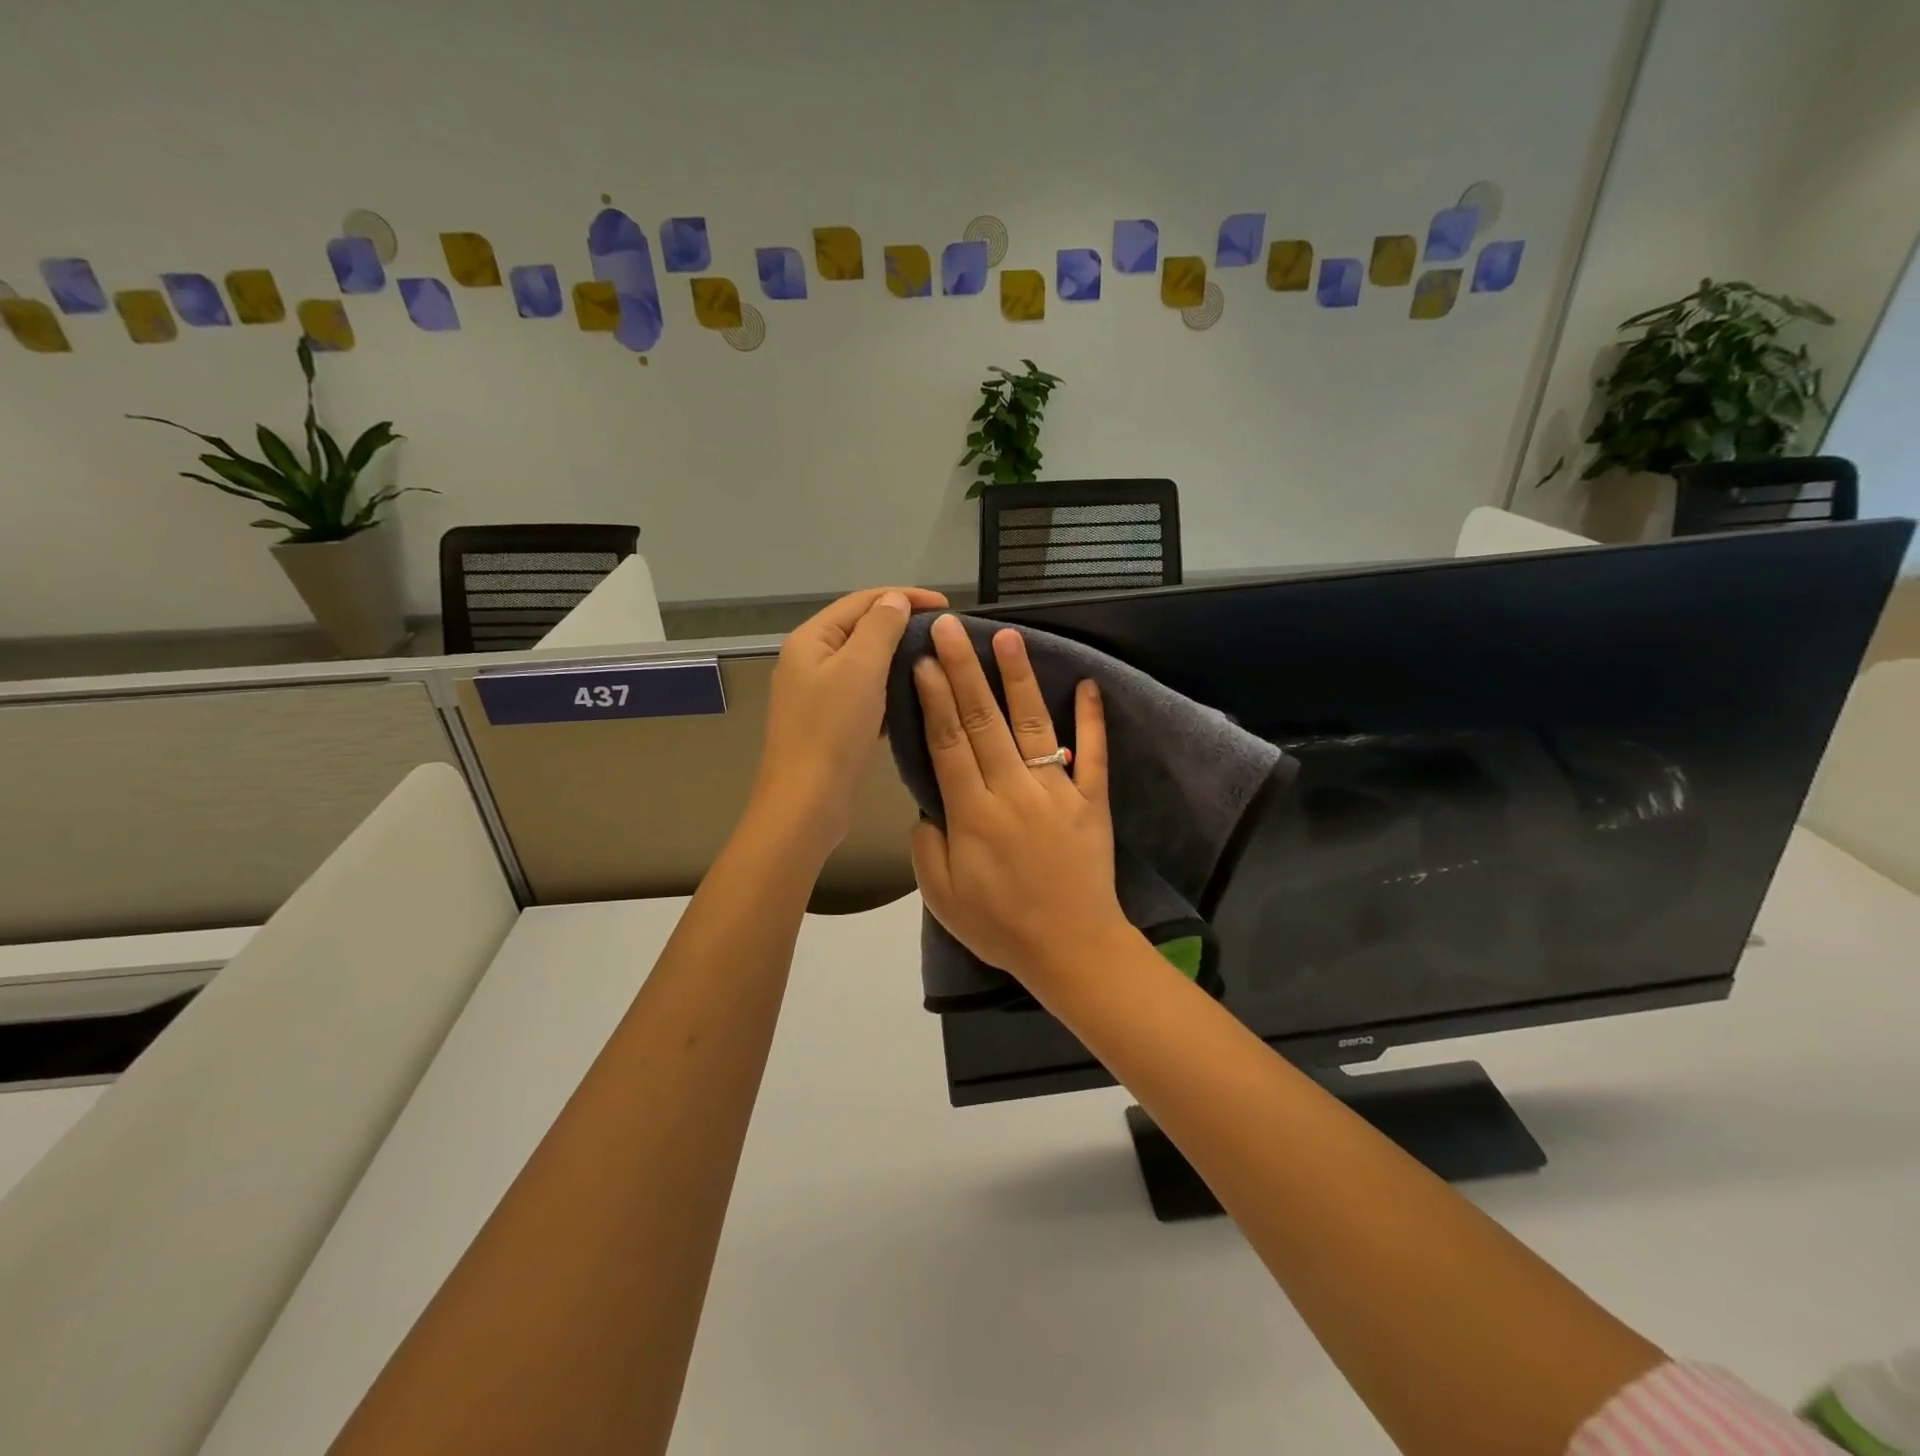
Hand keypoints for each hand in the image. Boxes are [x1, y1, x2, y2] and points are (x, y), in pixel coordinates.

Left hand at [752, 585, 947, 852]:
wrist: (806, 802)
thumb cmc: (832, 731)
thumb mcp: (860, 669)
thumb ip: (880, 628)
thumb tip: (894, 600)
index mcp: (810, 639)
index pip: (861, 601)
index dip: (904, 597)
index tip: (946, 606)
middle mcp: (808, 660)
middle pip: (860, 629)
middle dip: (901, 625)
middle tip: (943, 634)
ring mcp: (816, 694)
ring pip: (863, 664)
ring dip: (897, 658)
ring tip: (934, 661)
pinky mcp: (828, 723)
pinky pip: (863, 693)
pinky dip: (888, 689)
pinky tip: (913, 697)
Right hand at [910, 615, 1131, 988]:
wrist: (1072, 949)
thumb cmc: (1001, 926)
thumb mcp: (942, 897)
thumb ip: (927, 845)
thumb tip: (928, 804)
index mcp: (973, 814)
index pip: (948, 743)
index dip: (934, 698)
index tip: (923, 660)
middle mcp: (1012, 791)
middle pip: (983, 721)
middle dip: (963, 670)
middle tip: (949, 628)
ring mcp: (1056, 792)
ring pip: (1032, 725)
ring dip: (1018, 679)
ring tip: (1007, 637)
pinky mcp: (1092, 800)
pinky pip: (1093, 754)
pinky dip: (1092, 719)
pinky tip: (1088, 683)